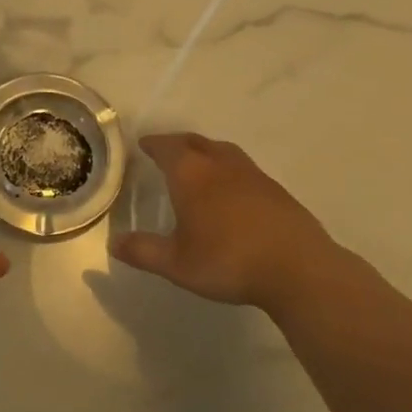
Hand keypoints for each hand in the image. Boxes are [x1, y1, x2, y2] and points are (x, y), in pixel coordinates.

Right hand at [108, 132, 357, 311]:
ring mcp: (252, 174)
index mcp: (191, 174)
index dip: (153, 144)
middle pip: (195, 142)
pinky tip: (230, 191)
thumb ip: (143, 251)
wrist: (298, 268)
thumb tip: (113, 243)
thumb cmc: (228, 261)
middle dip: (177, 143)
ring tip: (197, 165)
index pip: (167, 147)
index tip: (143, 144)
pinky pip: (243, 168)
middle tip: (166, 150)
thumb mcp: (177, 263)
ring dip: (205, 151)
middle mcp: (220, 165)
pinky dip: (228, 169)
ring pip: (222, 151)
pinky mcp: (275, 189)